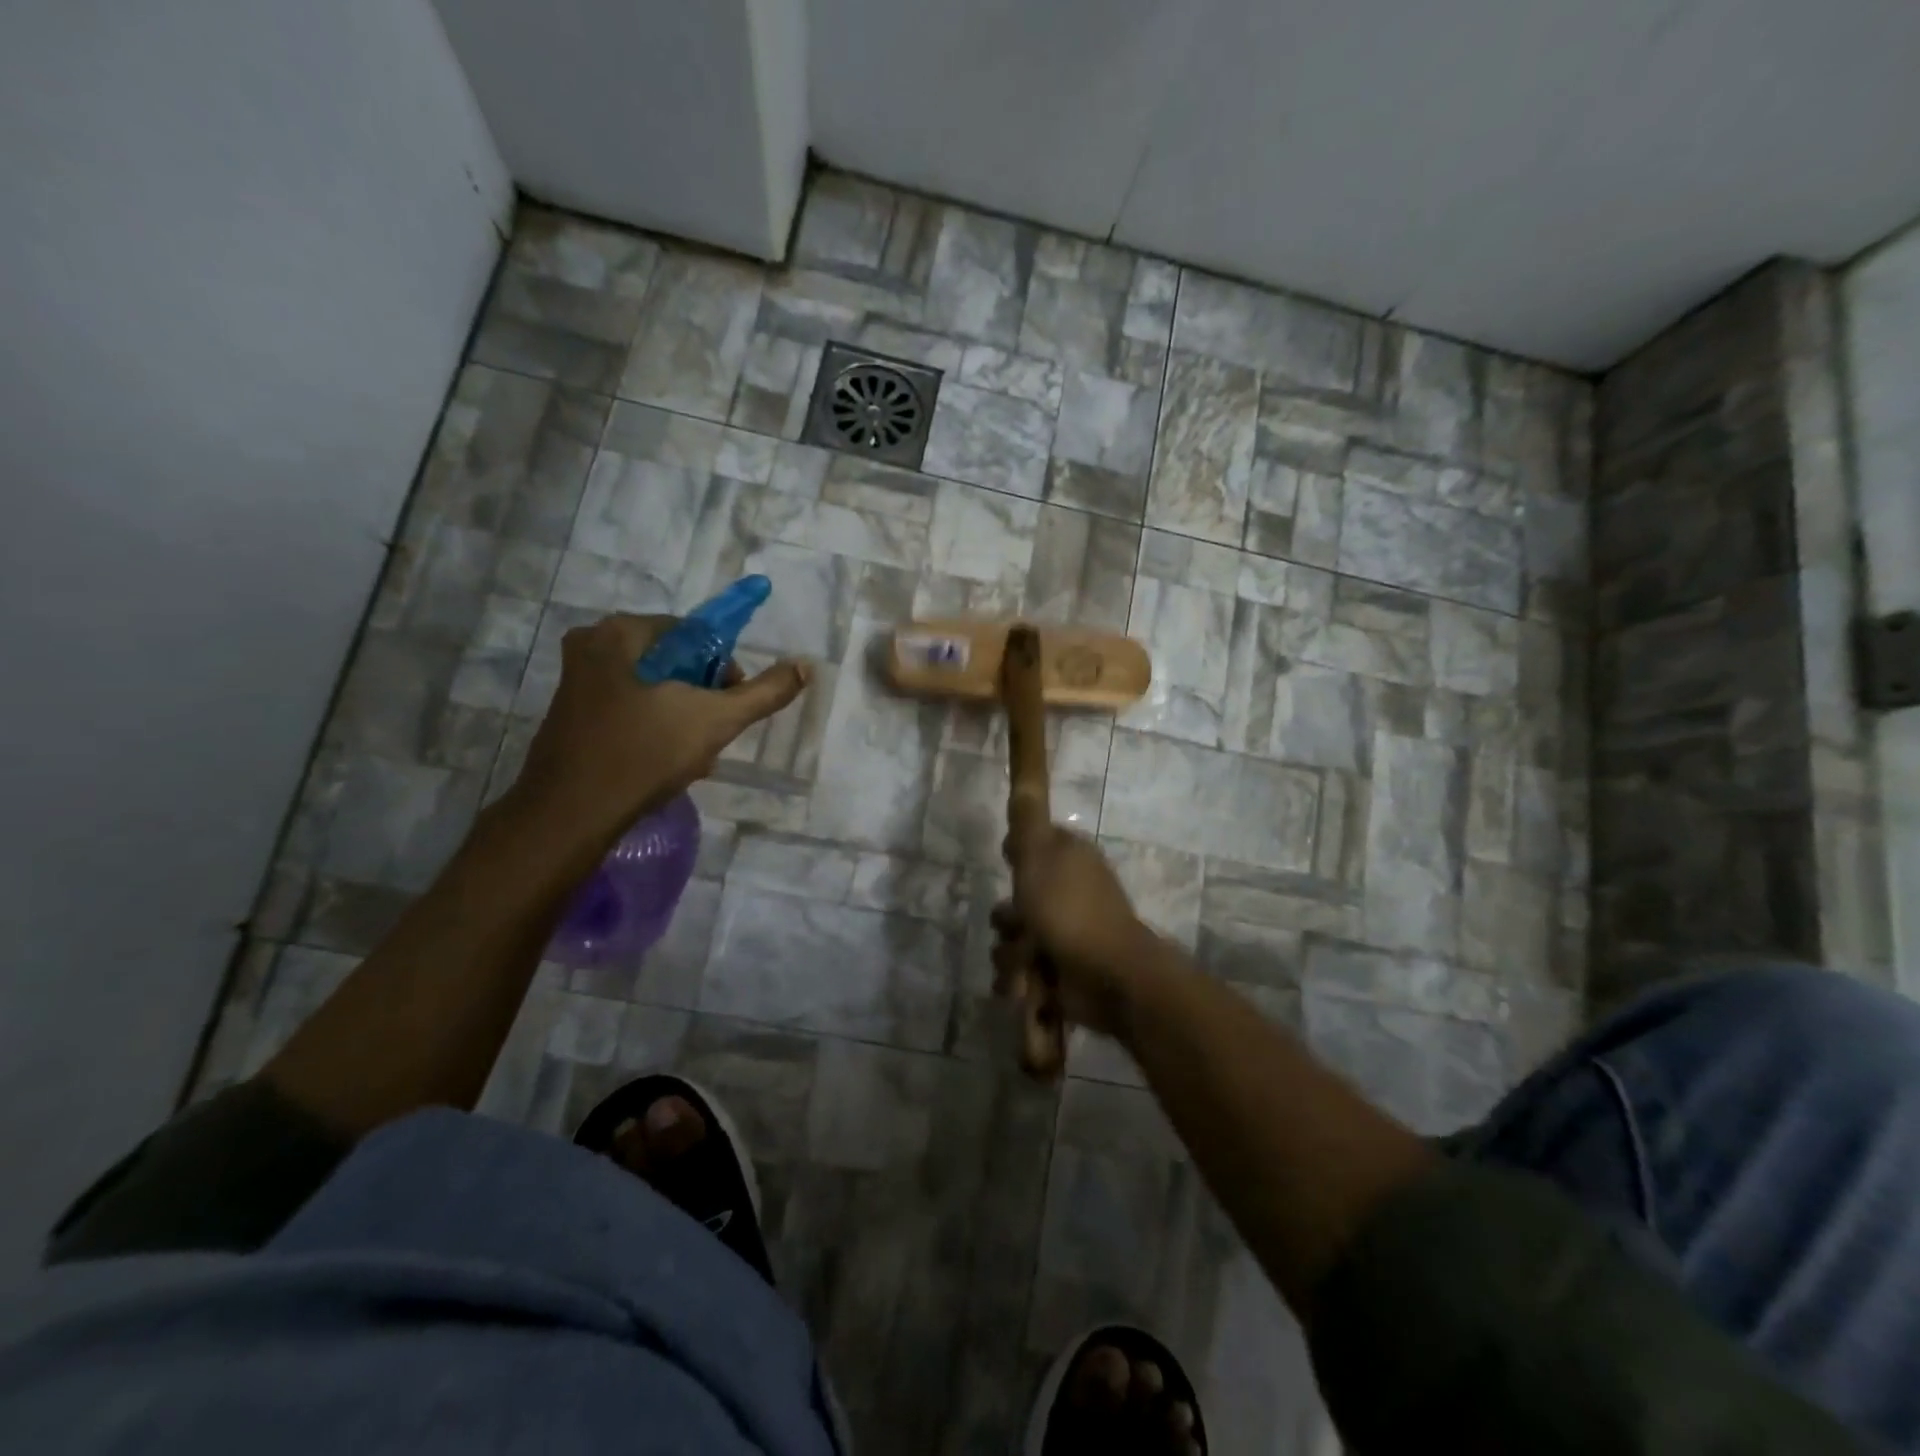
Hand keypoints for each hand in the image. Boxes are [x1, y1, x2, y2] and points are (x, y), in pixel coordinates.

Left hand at [512, 613, 809, 838]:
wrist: (570, 814)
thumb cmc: (644, 754)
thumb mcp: (716, 719)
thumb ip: (763, 692)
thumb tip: (804, 666)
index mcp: (620, 633)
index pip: (694, 634)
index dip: (723, 669)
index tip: (731, 704)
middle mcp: (592, 647)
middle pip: (674, 663)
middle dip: (702, 699)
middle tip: (712, 735)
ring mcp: (577, 683)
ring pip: (654, 690)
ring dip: (682, 718)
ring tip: (692, 757)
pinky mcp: (572, 716)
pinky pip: (630, 710)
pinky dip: (654, 730)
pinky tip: (665, 763)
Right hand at [992, 826, 1157, 1039]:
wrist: (1109, 976)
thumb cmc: (1070, 911)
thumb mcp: (1038, 857)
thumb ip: (1027, 821)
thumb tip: (1024, 781)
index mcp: (1069, 859)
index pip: (1034, 845)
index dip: (1016, 856)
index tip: (1009, 863)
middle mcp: (1069, 891)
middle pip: (1018, 896)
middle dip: (1007, 918)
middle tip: (1012, 922)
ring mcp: (1067, 932)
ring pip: (1016, 935)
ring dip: (1010, 953)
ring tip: (1022, 964)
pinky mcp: (1061, 968)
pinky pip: (1024, 969)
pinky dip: (1020, 978)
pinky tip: (1024, 985)